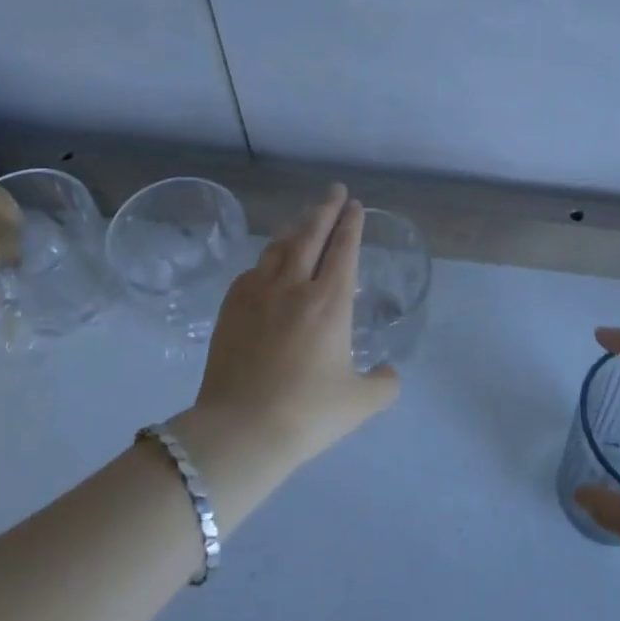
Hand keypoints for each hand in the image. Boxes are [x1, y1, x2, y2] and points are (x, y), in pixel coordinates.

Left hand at [184, 185, 399, 468]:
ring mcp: (258, 295)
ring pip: (278, 248)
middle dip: (325, 210)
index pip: (344, 250)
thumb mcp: (359, 404)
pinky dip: (266, 260)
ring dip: (295, 228)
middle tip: (334, 191)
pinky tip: (267, 264)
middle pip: (311, 236)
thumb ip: (383, 385)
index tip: (355, 205)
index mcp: (330, 303)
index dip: (352, 224)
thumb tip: (389, 373)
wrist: (240, 429)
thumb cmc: (307, 413)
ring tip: (303, 218)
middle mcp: (294, 287)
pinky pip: (252, 272)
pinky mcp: (230, 309)